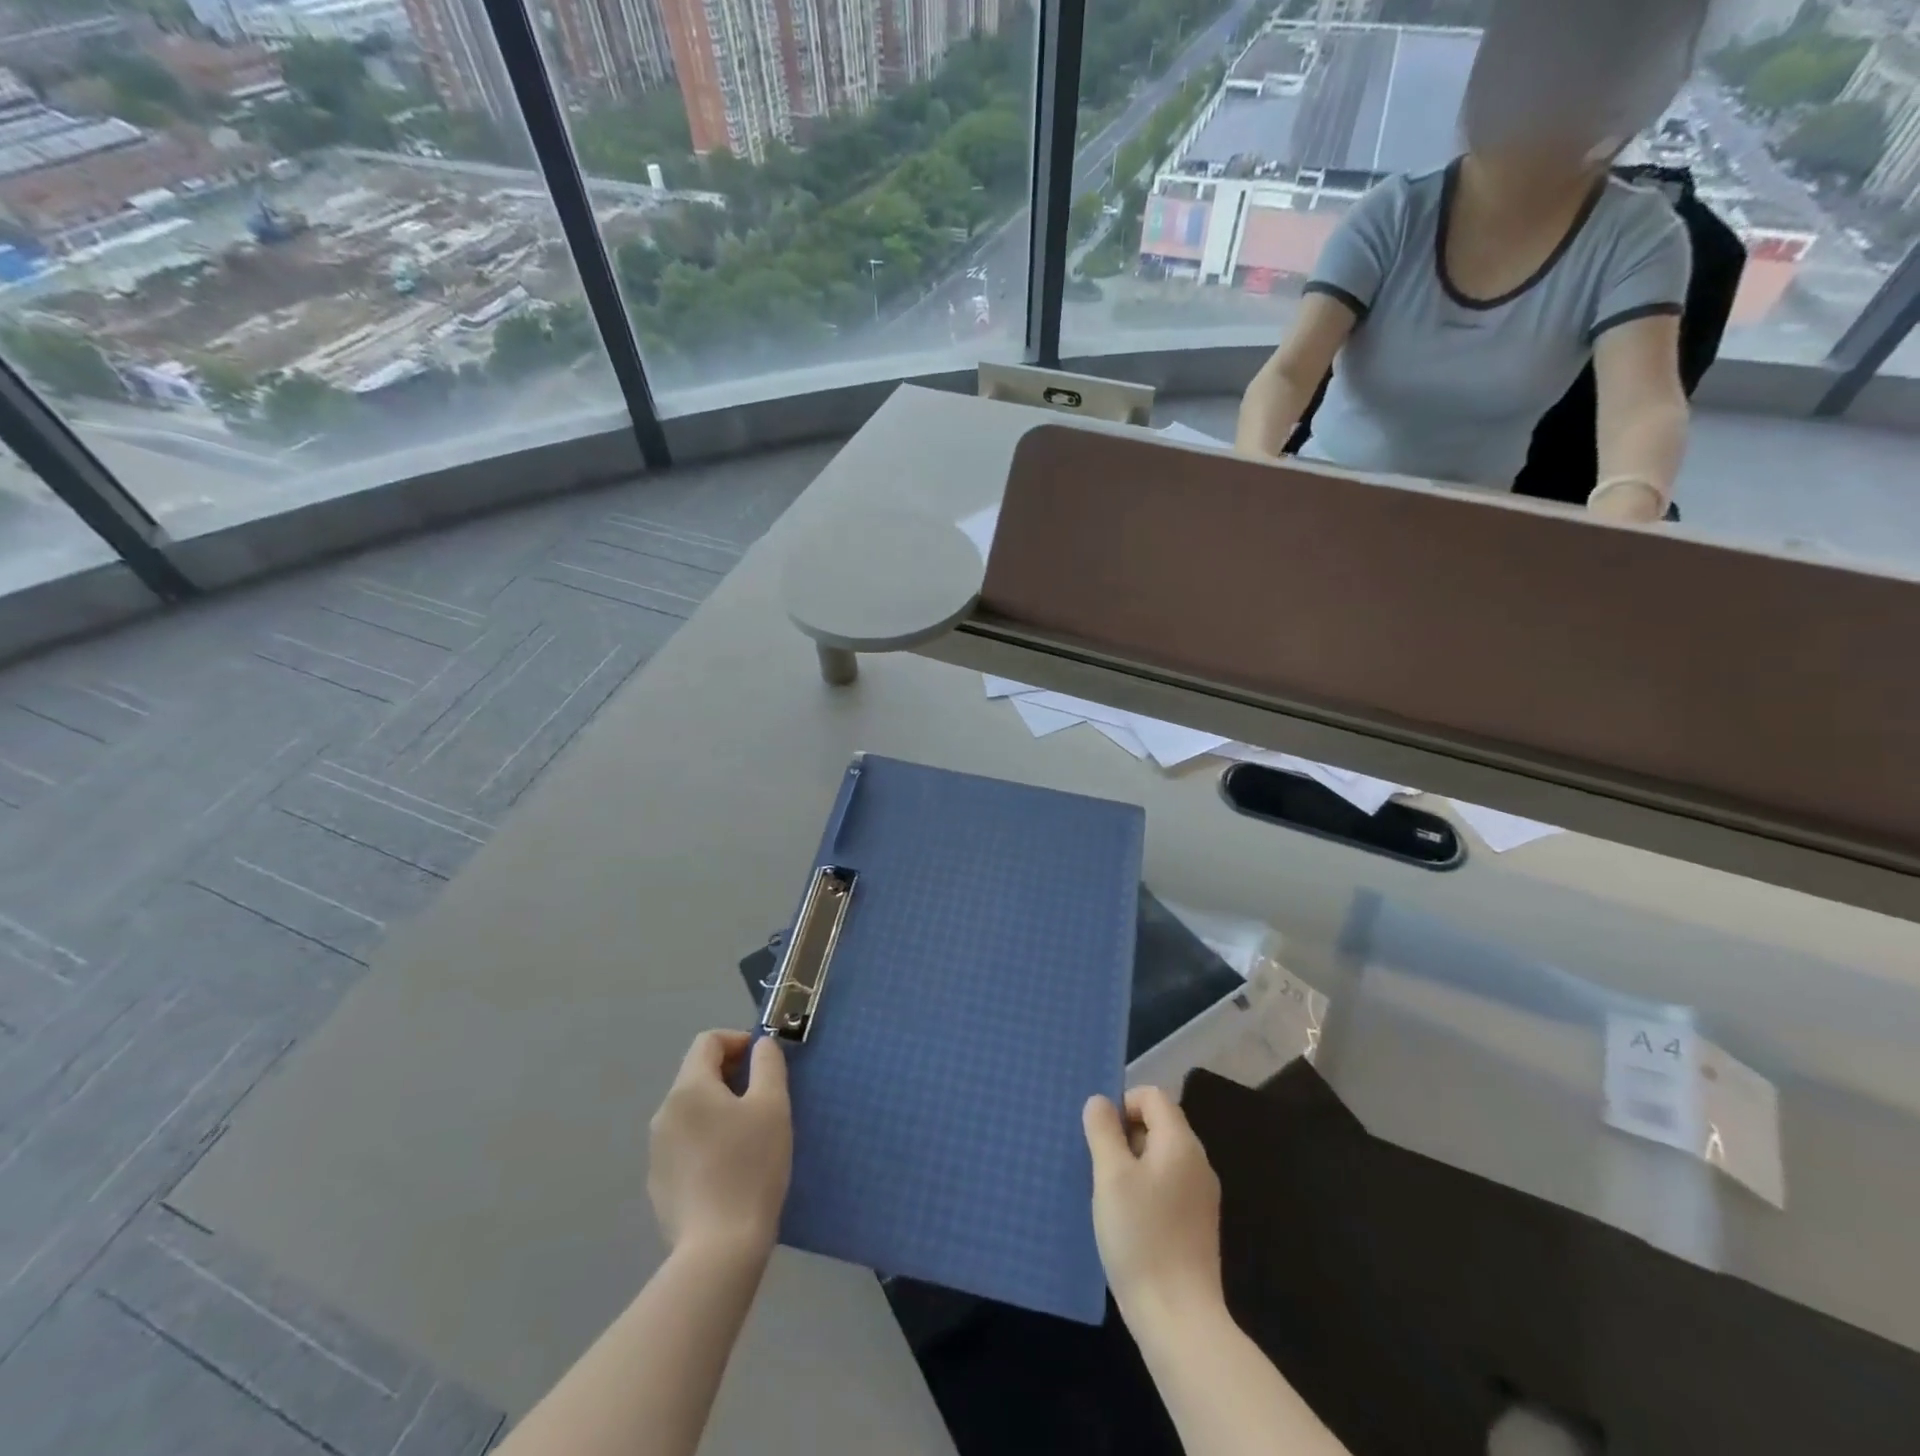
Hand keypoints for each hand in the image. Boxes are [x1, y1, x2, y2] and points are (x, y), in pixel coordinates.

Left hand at [648, 1031, 791, 1258]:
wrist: (719, 1249)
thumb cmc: (751, 1166)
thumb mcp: (773, 1105)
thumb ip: (768, 1063)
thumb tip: (761, 1045)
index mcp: (688, 1088)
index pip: (708, 1041)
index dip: (739, 1041)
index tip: (764, 1061)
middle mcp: (664, 1112)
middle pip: (697, 1074)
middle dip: (731, 1074)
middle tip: (764, 1096)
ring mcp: (656, 1150)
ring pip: (691, 1110)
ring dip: (719, 1107)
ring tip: (750, 1133)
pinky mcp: (658, 1183)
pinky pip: (684, 1143)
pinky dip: (706, 1138)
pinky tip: (729, 1167)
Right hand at [1084, 1086, 1222, 1324]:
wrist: (1179, 1317)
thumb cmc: (1141, 1235)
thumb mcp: (1111, 1175)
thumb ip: (1103, 1130)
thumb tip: (1099, 1102)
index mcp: (1180, 1142)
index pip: (1152, 1096)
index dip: (1122, 1104)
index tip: (1100, 1136)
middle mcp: (1198, 1161)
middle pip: (1158, 1124)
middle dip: (1125, 1136)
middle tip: (1100, 1166)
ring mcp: (1201, 1195)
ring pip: (1161, 1157)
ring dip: (1132, 1164)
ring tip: (1109, 1195)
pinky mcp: (1198, 1224)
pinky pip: (1167, 1185)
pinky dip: (1145, 1189)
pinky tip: (1128, 1220)